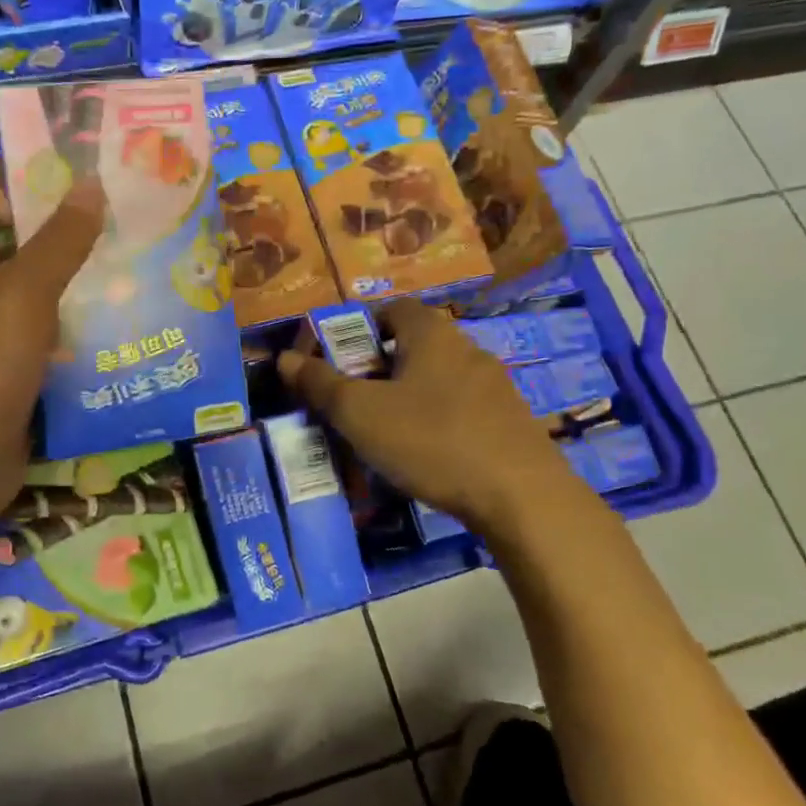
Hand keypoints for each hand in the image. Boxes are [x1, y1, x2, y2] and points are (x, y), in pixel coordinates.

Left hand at [0, 180, 104, 569]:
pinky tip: (122, 340)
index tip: (83, 201)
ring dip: (82, 297)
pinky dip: (80, 343)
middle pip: (20, 256)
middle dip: (70, 248)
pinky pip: (50, 349)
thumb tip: (90, 185)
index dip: (26, 197)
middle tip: (126, 242)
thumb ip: (59, 242)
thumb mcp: (23, 295)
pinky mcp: (14, 381)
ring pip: (42, 306)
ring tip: (137, 286)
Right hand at [278, 299, 578, 535]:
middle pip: (415, 344)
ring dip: (410, 396)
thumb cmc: (431, 440)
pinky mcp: (511, 421)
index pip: (393, 308)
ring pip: (439, 379)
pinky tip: (427, 455)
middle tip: (353, 400)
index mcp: (432, 334)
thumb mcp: (360, 413)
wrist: (521, 496)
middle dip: (380, 366)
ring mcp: (495, 385)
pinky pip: (462, 409)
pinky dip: (438, 421)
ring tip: (385, 432)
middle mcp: (467, 349)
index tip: (339, 359)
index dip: (361, 327)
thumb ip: (320, 384)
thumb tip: (284, 358)